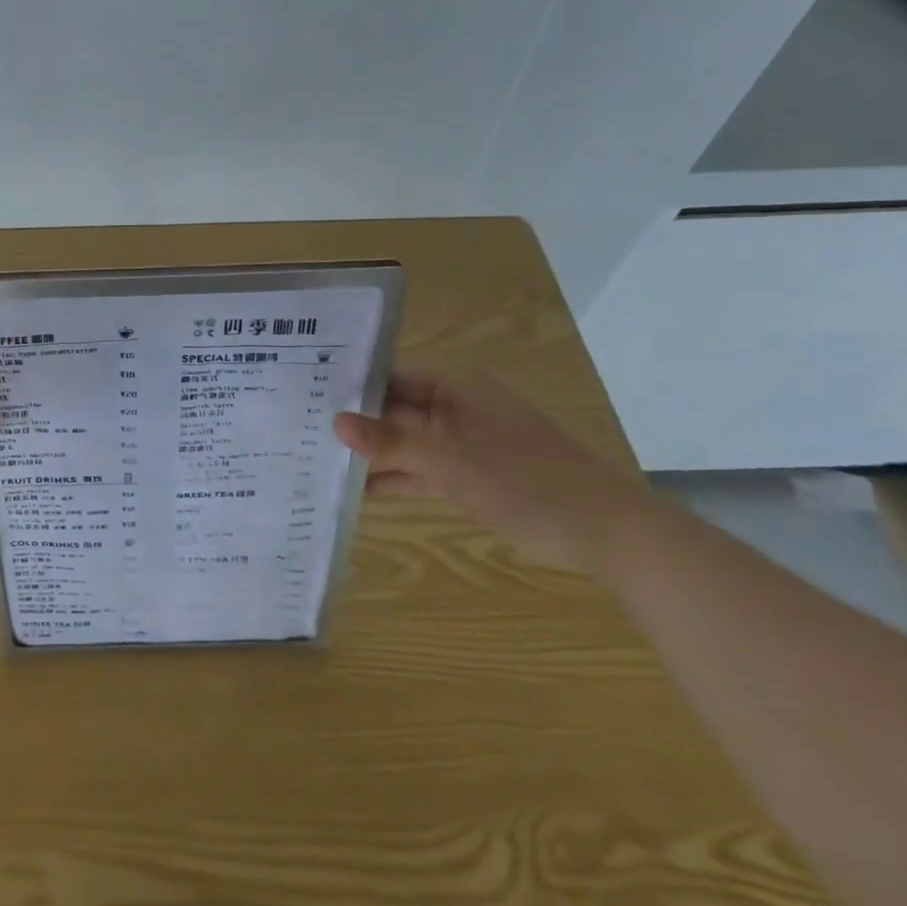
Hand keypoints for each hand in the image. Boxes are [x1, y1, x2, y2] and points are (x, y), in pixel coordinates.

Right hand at [333, 367, 653, 572]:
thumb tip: (335, 423)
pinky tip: (359, 489)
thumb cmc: (524, 480)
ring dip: (374, 452)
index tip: (307, 395)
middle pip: (396, 408)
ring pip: (407, 441)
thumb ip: (391, 443)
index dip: (352, 384)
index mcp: (456, 386)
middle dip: (356, 422)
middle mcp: (456, 407)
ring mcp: (464, 442)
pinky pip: (423, 468)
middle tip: (303, 429)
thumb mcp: (449, 461)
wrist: (603, 530)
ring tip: (319, 459)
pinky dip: (398, 477)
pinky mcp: (470, 474)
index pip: (391, 375)